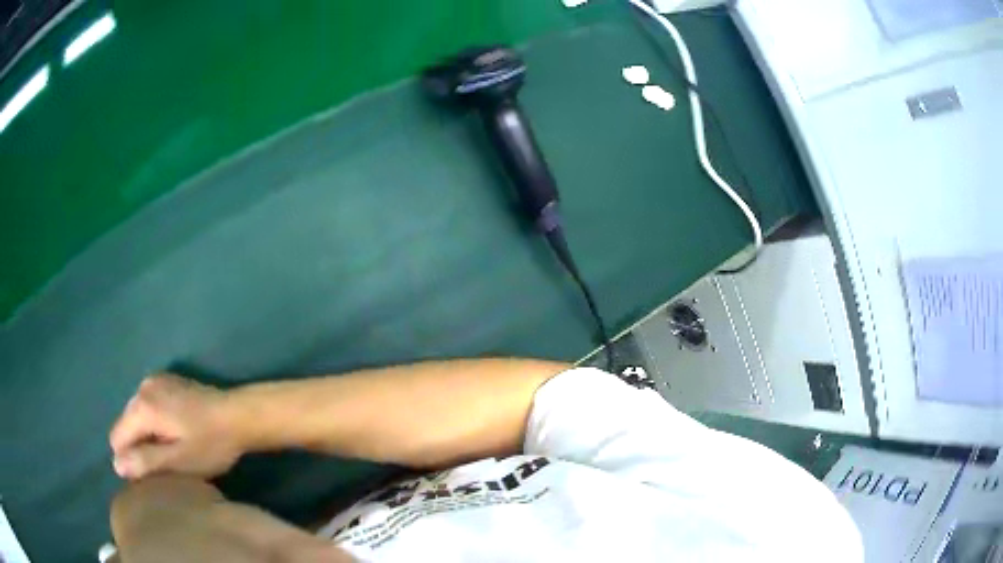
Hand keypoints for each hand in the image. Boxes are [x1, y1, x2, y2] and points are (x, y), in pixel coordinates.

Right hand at [110, 374, 242, 479]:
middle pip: (127, 425)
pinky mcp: (167, 380)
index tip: (153, 472)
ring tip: (174, 448)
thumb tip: (116, 465)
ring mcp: (155, 380)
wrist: (239, 415)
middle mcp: (142, 388)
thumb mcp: (178, 460)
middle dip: (140, 446)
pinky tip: (177, 432)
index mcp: (142, 406)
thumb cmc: (210, 443)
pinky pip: (149, 406)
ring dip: (149, 435)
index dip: (131, 460)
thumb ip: (145, 461)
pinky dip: (156, 422)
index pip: (117, 437)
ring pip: (138, 416)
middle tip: (167, 462)